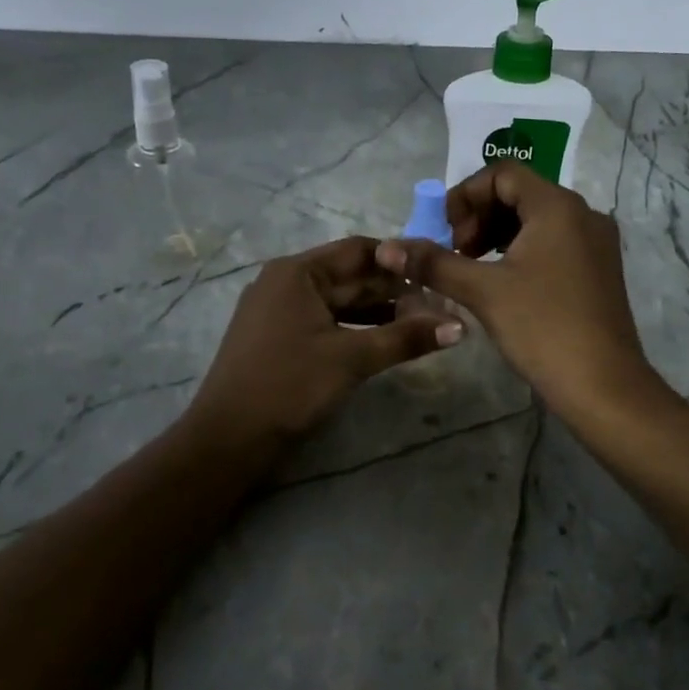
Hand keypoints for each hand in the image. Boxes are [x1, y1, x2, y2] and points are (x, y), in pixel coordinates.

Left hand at [188, 236, 463, 446]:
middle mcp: (286, 282)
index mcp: (297, 272)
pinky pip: (326, 320)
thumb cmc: (289, 386)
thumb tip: (460, 327)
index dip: (399, 260)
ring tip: (421, 322)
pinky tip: (386, 340)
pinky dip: (356, 327)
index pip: (358, 250)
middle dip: (392, 289)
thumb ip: (406, 338)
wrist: (228, 439)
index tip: (436, 273)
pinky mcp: (280, 337)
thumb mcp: (352, 359)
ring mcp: (280, 310)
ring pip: (339, 301)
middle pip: (349, 275)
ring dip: (378, 311)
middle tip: (437, 303)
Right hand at [376, 163, 655, 420]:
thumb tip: (387, 247)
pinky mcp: (599, 269)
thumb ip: (434, 263)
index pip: (502, 174)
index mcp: (558, 206)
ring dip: (497, 236)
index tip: (443, 232)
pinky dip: (521, 251)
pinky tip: (502, 283)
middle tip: (455, 254)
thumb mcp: (483, 291)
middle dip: (478, 218)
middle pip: (519, 194)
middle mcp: (583, 214)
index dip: (465, 196)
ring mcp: (596, 242)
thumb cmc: (542, 327)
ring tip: (472, 270)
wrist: (603, 386)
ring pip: (536, 220)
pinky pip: (554, 243)